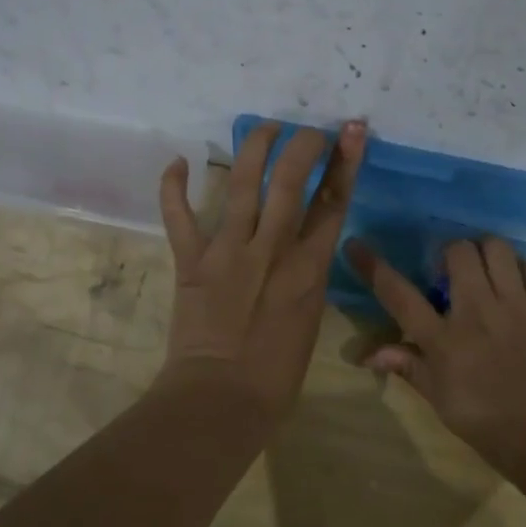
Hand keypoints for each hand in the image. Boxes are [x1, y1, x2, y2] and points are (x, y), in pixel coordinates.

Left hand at [157, 120, 365, 418]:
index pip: (333, 202)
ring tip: (265, 127)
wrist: (222, 398)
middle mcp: (273, 248)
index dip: (346, 162)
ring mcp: (229, 250)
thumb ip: (306, 279)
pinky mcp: (192, 261)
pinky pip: (179, 216)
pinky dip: (174, 187)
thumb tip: (301, 253)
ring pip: (244, 184)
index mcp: (309, 268)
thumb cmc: (276, 374)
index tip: (351, 131)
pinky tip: (178, 161)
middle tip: (307, 130)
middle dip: (304, 145)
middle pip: (292, 180)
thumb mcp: (309, 319)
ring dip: (255, 148)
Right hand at [345, 236, 525, 478]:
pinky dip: (514, 266)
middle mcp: (477, 313)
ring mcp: (516, 306)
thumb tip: (368, 354)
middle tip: (449, 273)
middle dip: (447, 254)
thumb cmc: (489, 425)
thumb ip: (408, 366)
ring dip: (482, 252)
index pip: (399, 294)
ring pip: (495, 248)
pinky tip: (511, 284)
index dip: (373, 266)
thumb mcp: (441, 401)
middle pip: (457, 252)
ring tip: (482, 271)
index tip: (355, 245)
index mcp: (444, 341)